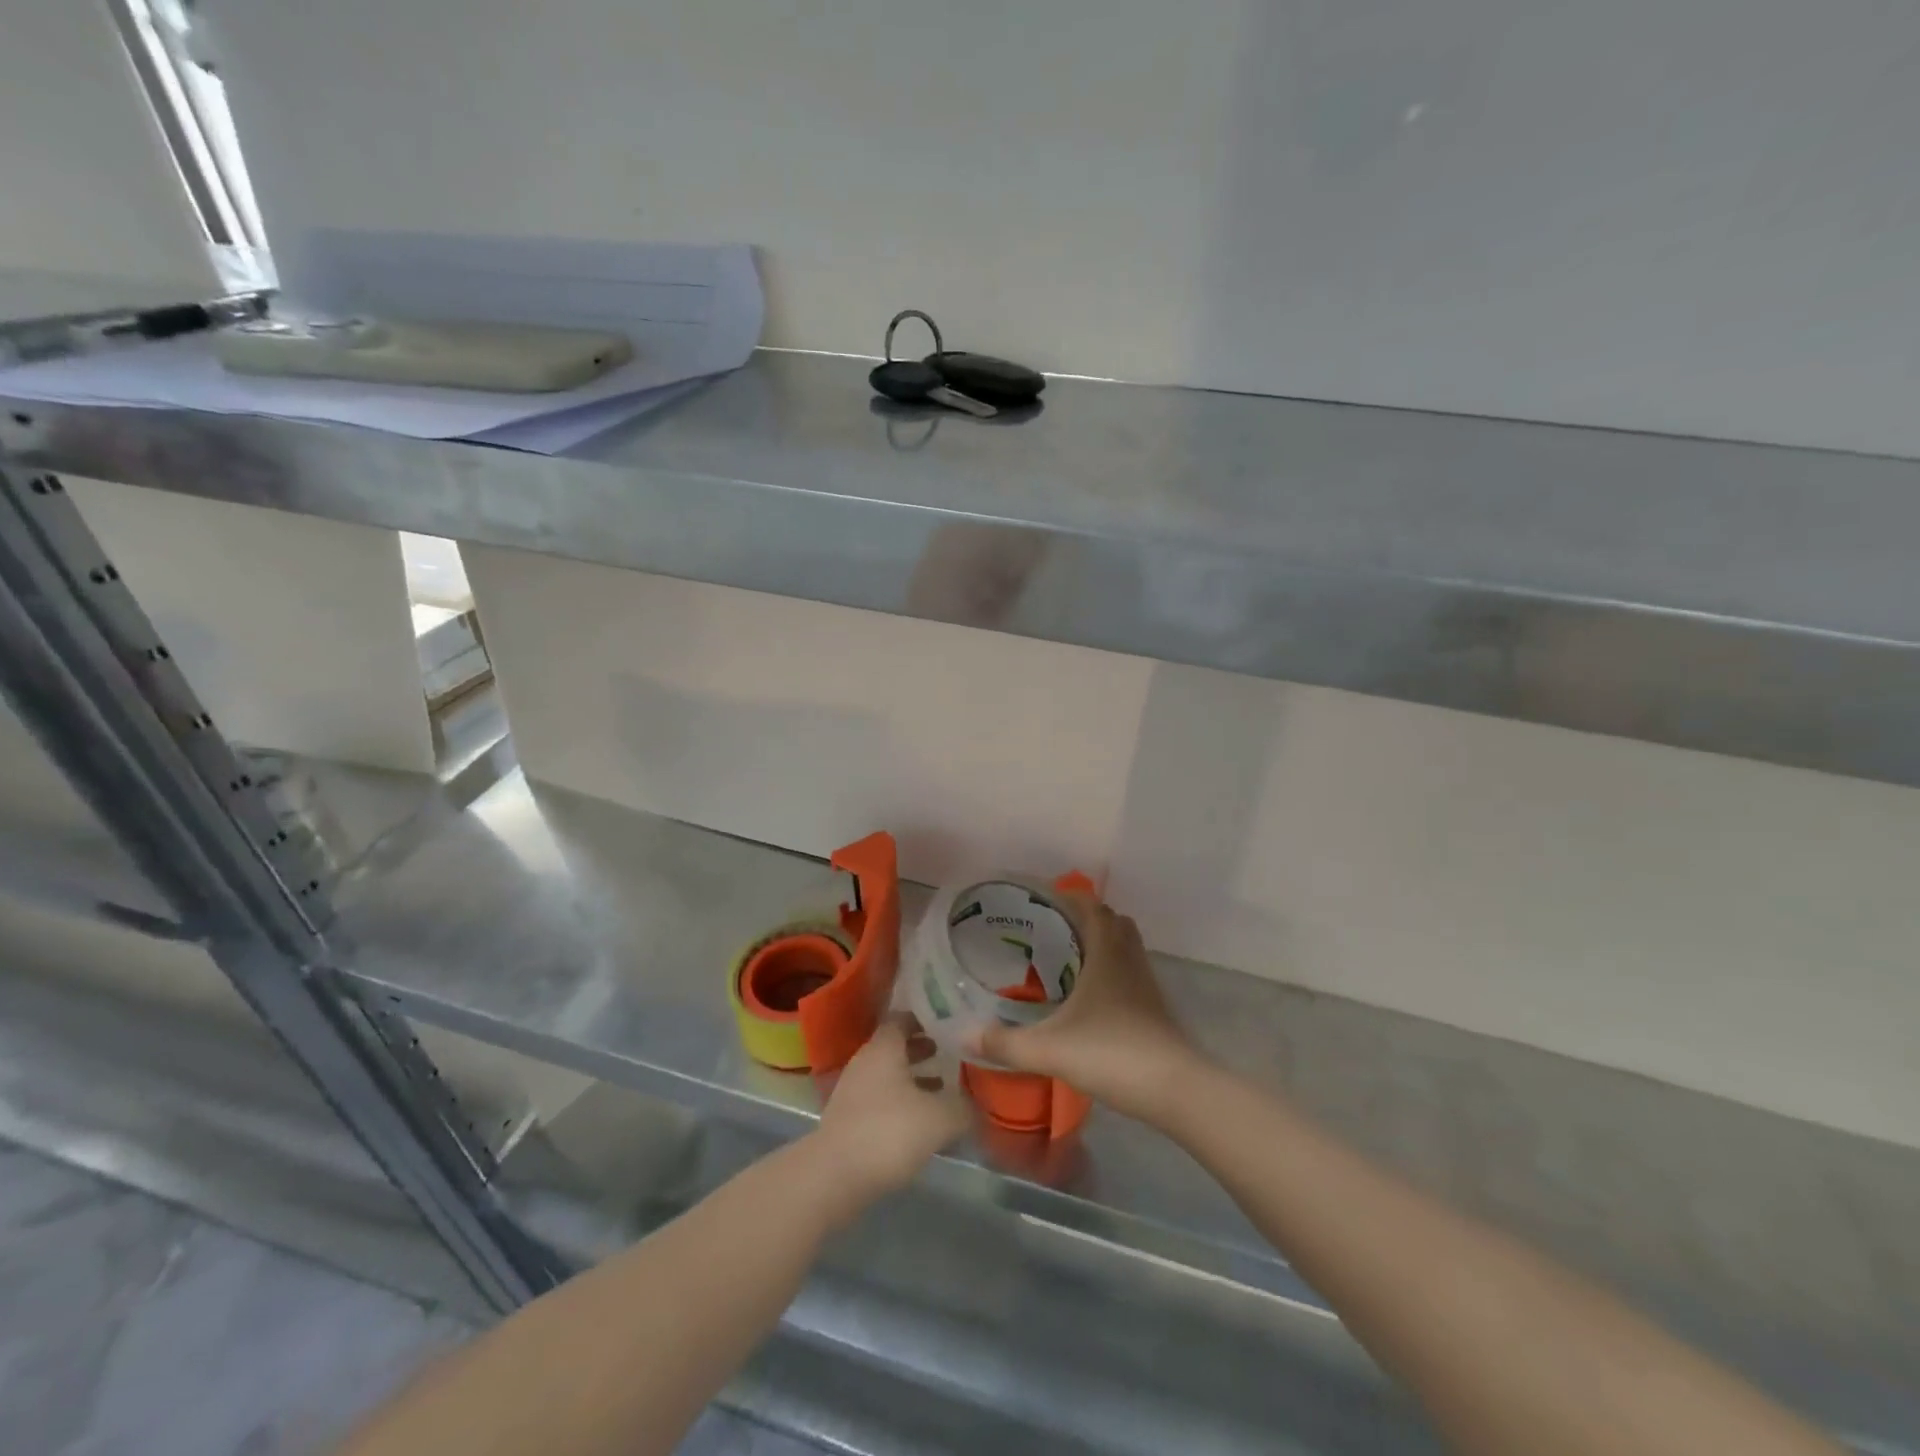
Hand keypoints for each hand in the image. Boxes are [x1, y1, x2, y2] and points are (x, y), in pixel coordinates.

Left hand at [814, 1014, 972, 1202]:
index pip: (903, 1018)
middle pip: (896, 1046)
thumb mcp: (940, 1118)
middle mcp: (865, 1061)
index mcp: (884, 1048)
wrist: (834, 1177)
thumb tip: (978, 1103)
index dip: (926, 1019)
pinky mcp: (848, 1119)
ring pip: (888, 1075)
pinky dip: (900, 1103)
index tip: (950, 1025)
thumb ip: (964, 1106)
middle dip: (922, 1049)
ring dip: (913, 1079)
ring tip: (942, 1089)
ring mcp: (852, 1090)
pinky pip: (879, 1100)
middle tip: (950, 1054)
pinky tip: (920, 1122)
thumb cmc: (889, 1132)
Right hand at [969, 894, 1200, 1123]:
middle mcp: (1129, 959)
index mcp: (1106, 952)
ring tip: (1067, 959)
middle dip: (1084, 918)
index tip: (1042, 901)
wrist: (1174, 1089)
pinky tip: (1089, 998)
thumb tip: (964, 1034)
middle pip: (1112, 921)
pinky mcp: (1154, 1008)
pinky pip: (1130, 973)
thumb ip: (1004, 1042)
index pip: (1092, 906)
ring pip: (1125, 947)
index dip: (1069, 897)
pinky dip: (1111, 971)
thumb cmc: (1112, 1053)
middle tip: (1051, 930)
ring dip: (1101, 944)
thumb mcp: (1049, 1049)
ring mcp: (1145, 984)